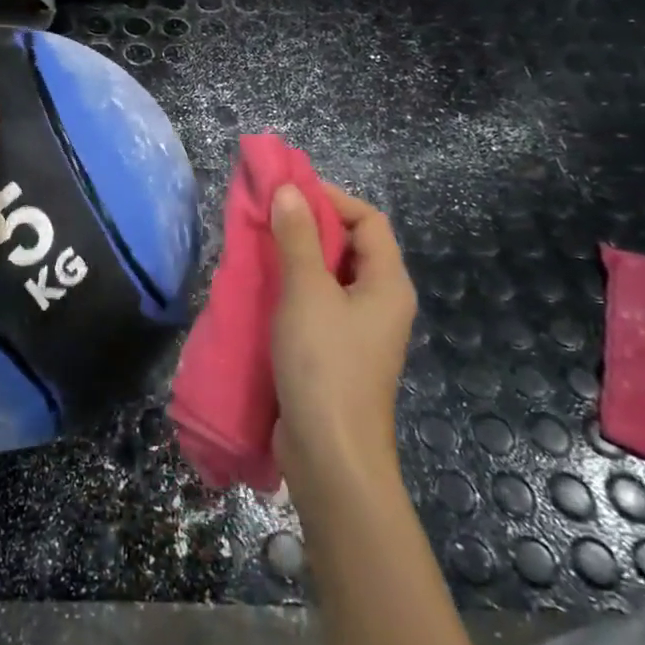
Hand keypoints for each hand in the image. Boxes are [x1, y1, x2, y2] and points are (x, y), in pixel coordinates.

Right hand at [269, 183, 416, 490]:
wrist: (329, 454)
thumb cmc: (324, 364)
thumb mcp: (307, 293)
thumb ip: (298, 238)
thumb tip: (289, 190)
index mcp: (388, 283)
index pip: (369, 220)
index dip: (332, 199)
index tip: (288, 193)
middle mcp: (380, 303)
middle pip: (350, 247)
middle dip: (309, 227)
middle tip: (265, 217)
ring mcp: (358, 332)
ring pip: (328, 278)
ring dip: (295, 259)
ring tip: (256, 248)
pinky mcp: (334, 354)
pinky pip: (316, 307)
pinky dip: (291, 291)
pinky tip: (260, 291)